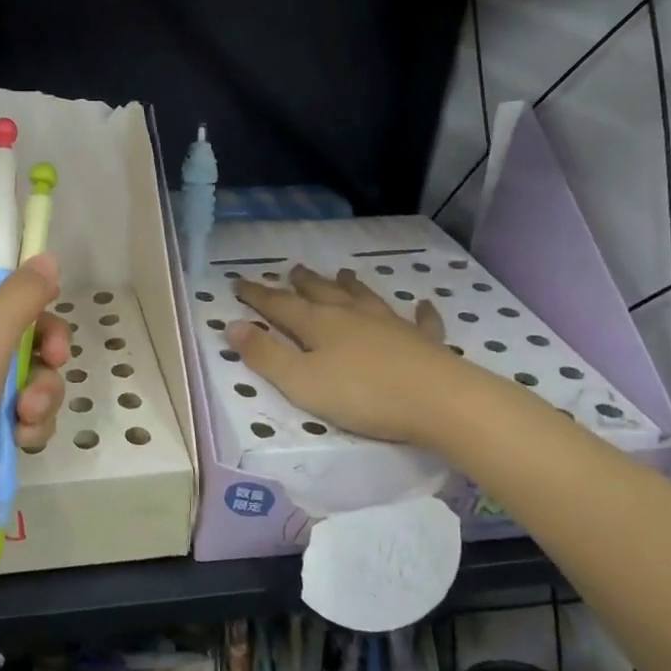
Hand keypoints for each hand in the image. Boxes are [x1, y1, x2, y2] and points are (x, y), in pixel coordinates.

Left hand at [0, 254, 67, 561]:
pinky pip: (20, 414)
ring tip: (27, 415)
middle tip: (55, 358)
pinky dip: (28, 424)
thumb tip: (46, 256)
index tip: (49, 296)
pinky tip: (22, 440)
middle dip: (45, 346)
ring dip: (41, 392)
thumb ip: (22, 296)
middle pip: (19, 325)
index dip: (20, 281)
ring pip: (27, 373)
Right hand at [228, 265, 450, 444]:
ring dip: (351, 286)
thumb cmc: (363, 395)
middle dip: (304, 283)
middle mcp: (352, 315)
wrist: (439, 401)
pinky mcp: (424, 342)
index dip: (258, 294)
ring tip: (343, 274)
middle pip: (322, 293)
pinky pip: (420, 321)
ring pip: (365, 298)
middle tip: (293, 270)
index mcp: (319, 325)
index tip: (238, 281)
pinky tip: (422, 305)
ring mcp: (391, 325)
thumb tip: (232, 325)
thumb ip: (265, 356)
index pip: (280, 305)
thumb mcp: (302, 382)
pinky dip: (419, 313)